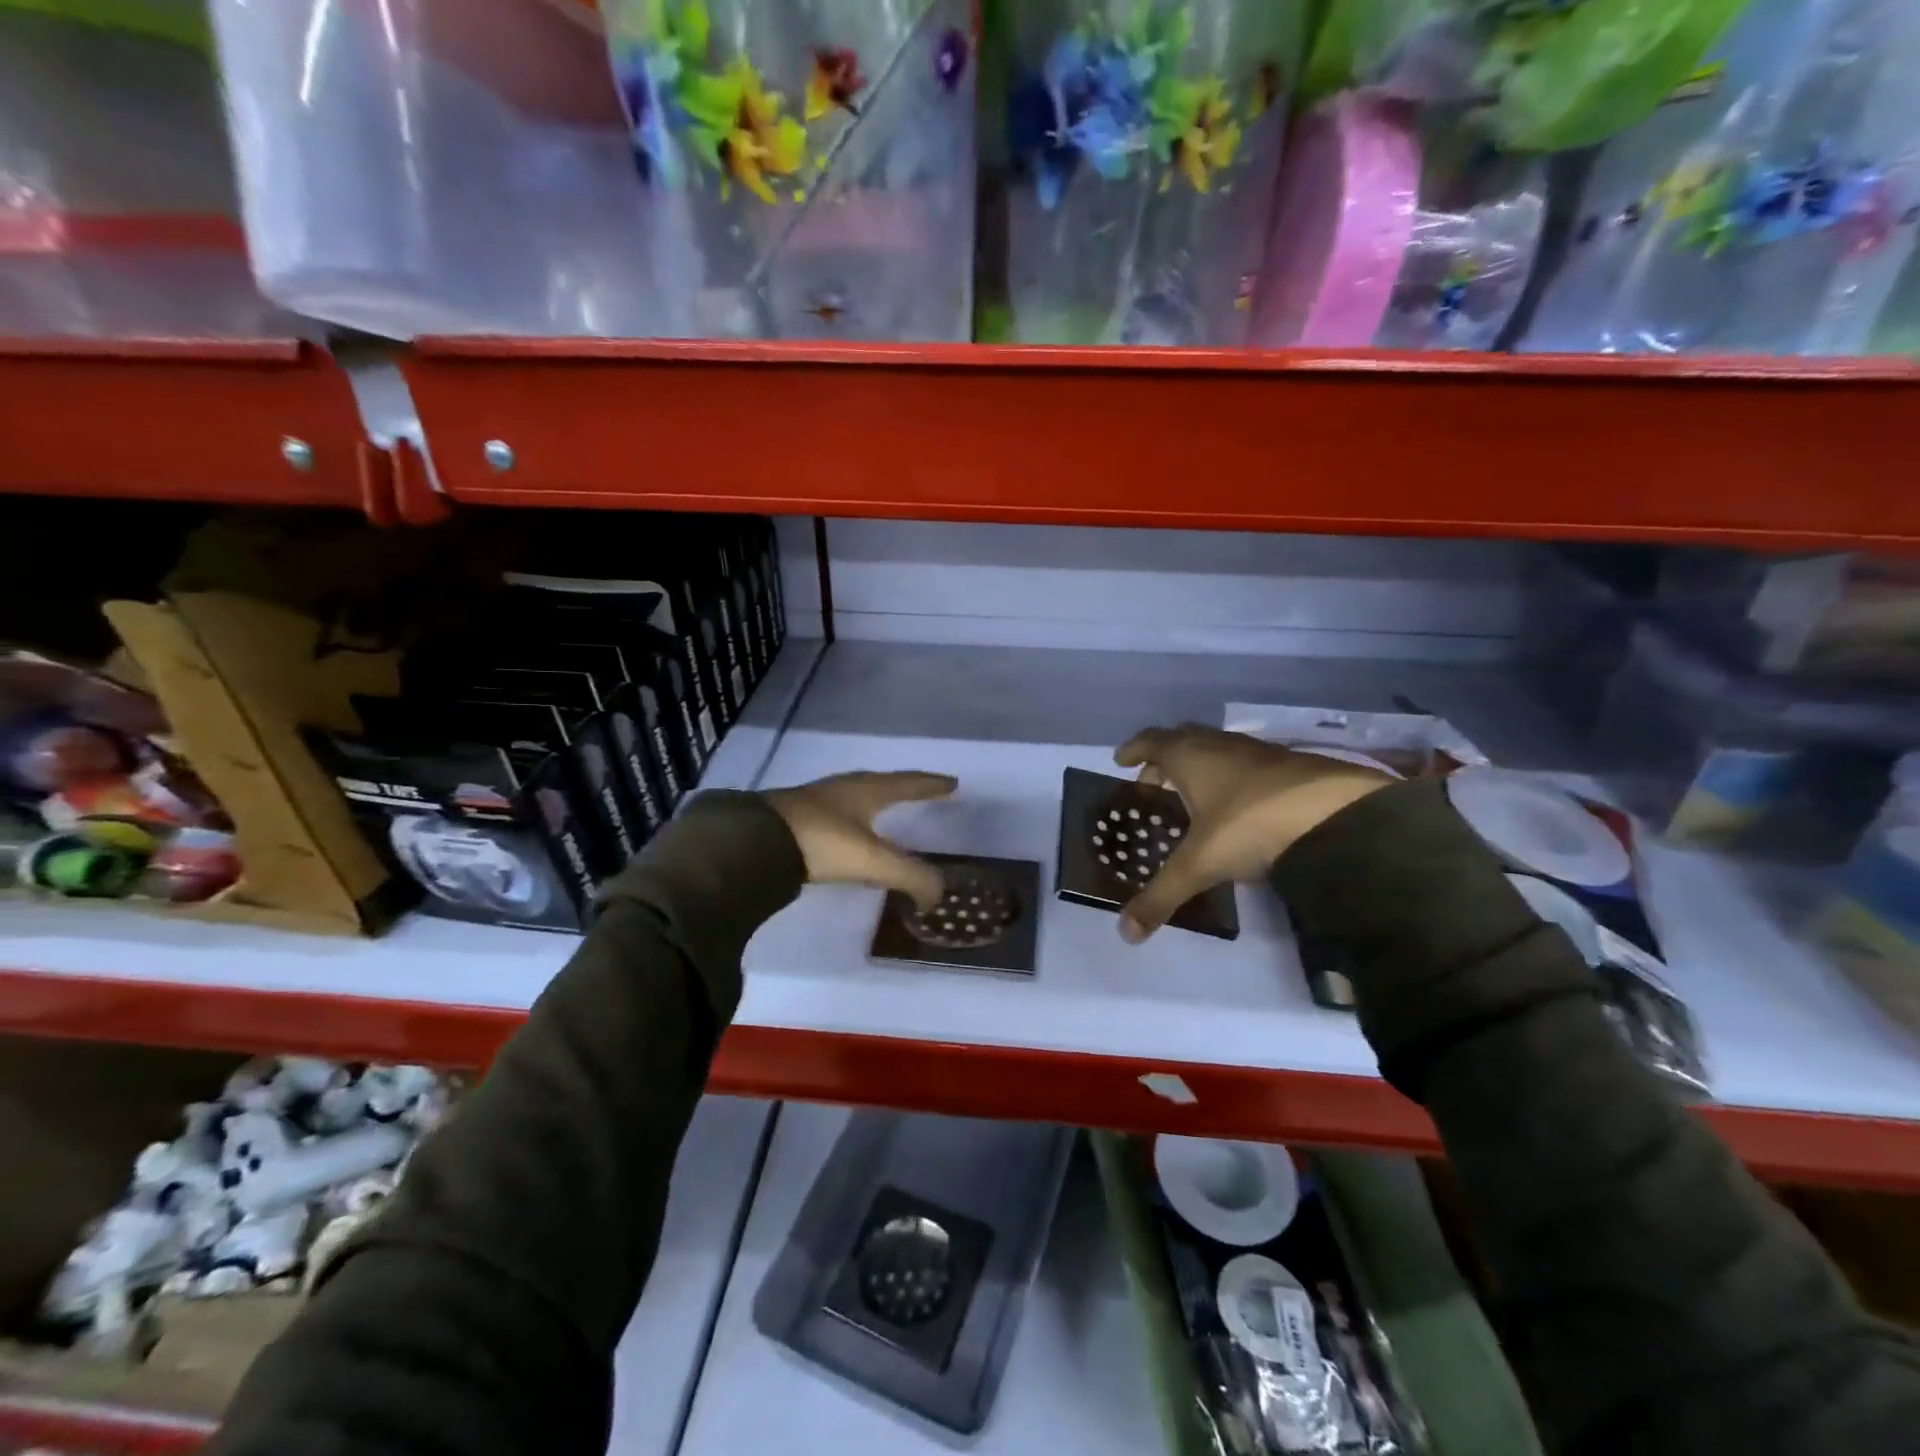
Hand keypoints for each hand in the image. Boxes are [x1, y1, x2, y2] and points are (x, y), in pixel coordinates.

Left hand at [765, 771, 957, 909]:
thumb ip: (910, 876)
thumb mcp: (872, 862)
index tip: (952, 783)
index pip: (908, 783)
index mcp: (867, 791)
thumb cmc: (822, 842)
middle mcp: (843, 788)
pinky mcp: (794, 817)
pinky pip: (835, 813)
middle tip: (923, 790)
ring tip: (886, 810)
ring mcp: (816, 800)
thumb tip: (938, 896)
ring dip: (875, 801)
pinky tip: (847, 833)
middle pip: (882, 783)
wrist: (755, 842)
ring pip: (855, 795)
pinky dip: (852, 819)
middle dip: (904, 787)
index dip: (932, 785)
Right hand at [1112, 724, 1392, 942]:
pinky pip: (1245, 762)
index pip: (1151, 741)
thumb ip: (1161, 896)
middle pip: (1182, 738)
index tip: (1120, 760)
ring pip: (1216, 747)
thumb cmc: (1250, 825)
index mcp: (1190, 756)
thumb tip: (1126, 933)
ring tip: (1193, 796)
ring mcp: (1257, 751)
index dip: (1133, 749)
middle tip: (1153, 782)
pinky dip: (1230, 775)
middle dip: (1163, 757)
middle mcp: (1220, 744)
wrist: (1335, 813)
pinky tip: (1238, 805)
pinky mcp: (1289, 764)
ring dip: (1199, 765)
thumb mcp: (1200, 864)